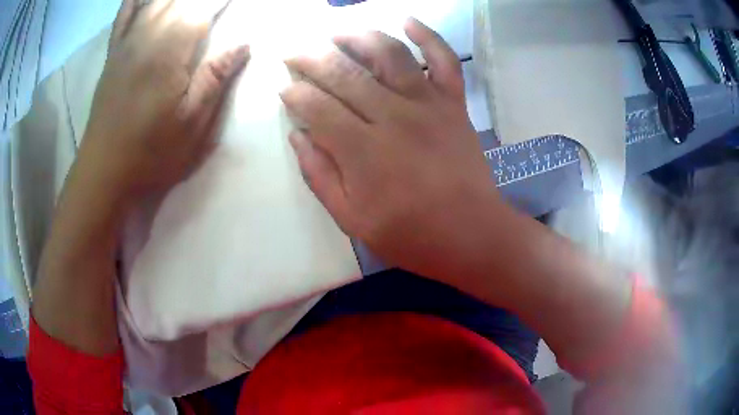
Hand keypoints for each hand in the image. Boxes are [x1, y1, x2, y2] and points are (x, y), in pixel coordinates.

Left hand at [80, 0, 248, 198]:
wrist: (104, 172)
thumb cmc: (150, 153)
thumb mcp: (192, 125)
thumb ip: (215, 78)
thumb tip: (244, 44)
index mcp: (170, 52)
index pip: (203, 7)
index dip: (222, 0)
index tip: (235, 1)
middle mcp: (147, 36)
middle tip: (216, 3)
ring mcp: (127, 42)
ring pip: (156, 0)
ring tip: (191, 2)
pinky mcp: (114, 53)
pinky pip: (124, 13)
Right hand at [281, 18, 498, 278]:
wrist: (472, 234)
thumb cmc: (411, 235)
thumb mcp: (352, 220)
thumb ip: (320, 177)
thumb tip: (299, 136)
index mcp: (363, 151)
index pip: (317, 107)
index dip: (295, 94)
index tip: (284, 88)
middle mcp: (393, 116)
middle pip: (344, 73)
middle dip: (312, 58)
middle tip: (294, 53)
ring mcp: (428, 104)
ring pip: (389, 54)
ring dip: (358, 37)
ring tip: (336, 33)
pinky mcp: (453, 103)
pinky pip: (444, 60)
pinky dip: (428, 36)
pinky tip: (407, 20)